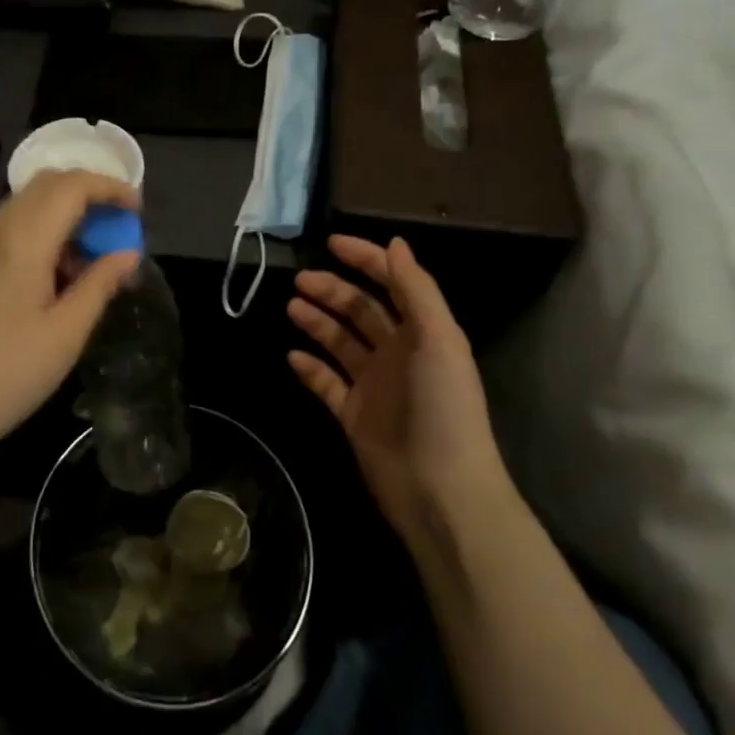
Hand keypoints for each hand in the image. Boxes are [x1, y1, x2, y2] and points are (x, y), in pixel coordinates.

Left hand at [0, 169, 141, 467]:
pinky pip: (5, 227)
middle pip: (46, 184)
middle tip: (116, 229)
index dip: (110, 187)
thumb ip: (100, 284)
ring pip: (24, 204)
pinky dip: (37, 231)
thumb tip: (128, 253)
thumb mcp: (66, 334)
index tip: (136, 210)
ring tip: (87, 259)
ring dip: (62, 214)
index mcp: (22, 240)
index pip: (71, 185)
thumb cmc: (7, 375)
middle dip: (88, 195)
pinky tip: (49, 274)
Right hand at [287, 236, 511, 547]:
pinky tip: (292, 355)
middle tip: (300, 281)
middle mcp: (399, 353)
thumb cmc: (442, 408)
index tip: (331, 244)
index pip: (393, 283)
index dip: (366, 259)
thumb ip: (415, 288)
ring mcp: (375, 384)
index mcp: (423, 332)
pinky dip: (310, 367)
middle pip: (361, 310)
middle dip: (333, 290)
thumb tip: (395, 242)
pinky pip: (327, 383)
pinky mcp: (354, 415)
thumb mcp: (437, 339)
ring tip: (292, 308)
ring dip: (318, 322)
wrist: (440, 491)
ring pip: (341, 342)